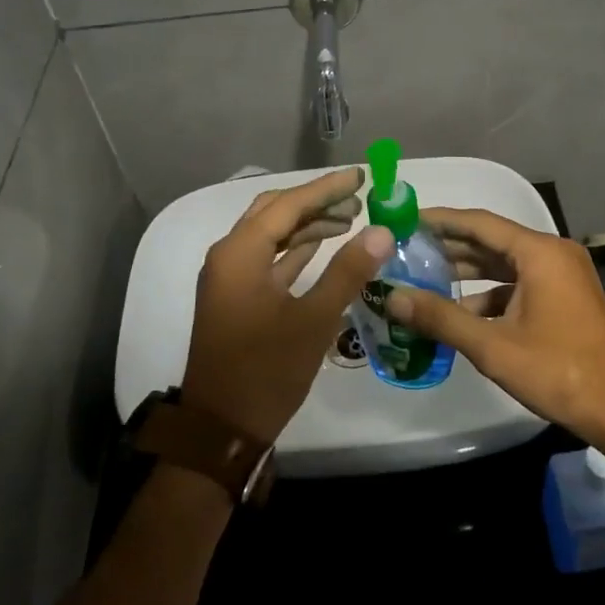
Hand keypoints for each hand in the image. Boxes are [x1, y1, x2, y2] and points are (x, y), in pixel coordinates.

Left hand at [181, 167, 393, 443]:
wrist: (222, 428)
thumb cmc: (267, 370)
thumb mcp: (314, 320)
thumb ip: (348, 271)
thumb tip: (382, 230)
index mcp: (240, 253)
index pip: (288, 205)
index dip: (326, 188)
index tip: (361, 175)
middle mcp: (228, 256)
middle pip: (275, 213)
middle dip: (316, 202)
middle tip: (359, 198)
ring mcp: (229, 278)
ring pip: (271, 235)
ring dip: (307, 225)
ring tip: (350, 219)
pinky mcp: (236, 298)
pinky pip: (268, 259)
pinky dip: (296, 250)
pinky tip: (323, 247)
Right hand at [385, 207, 604, 444]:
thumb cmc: (556, 370)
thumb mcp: (492, 345)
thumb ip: (440, 317)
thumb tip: (393, 297)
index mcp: (539, 253)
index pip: (480, 223)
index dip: (441, 220)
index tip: (407, 219)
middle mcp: (553, 254)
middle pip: (492, 240)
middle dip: (450, 246)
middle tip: (408, 249)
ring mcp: (563, 276)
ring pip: (506, 264)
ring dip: (468, 272)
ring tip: (425, 278)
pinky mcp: (566, 298)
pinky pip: (520, 284)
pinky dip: (491, 293)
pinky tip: (462, 311)